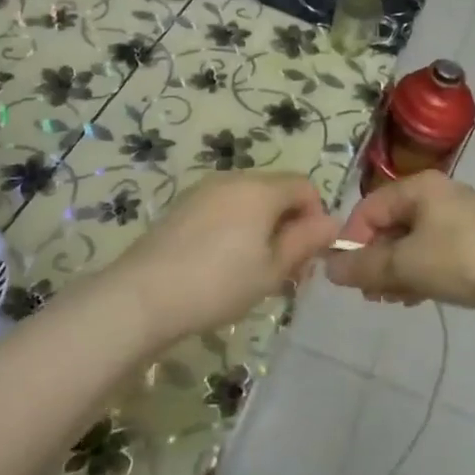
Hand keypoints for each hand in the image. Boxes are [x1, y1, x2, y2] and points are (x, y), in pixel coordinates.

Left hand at [104, 173, 338, 344]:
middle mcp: (233, 179)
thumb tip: (332, 222)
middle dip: (289, 224)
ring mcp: (203, 190)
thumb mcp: (272, 270)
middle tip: (285, 270)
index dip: (316, 216)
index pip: (304, 186)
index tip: (309, 255)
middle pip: (276, 191)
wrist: (142, 296)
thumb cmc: (219, 284)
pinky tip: (222, 265)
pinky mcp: (182, 206)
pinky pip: (223, 208)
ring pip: (249, 201)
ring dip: (262, 227)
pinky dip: (235, 228)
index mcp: (261, 189)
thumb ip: (305, 242)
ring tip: (254, 271)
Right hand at [328, 171, 474, 327]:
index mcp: (419, 187)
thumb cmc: (462, 260)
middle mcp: (438, 194)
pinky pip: (433, 252)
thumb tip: (329, 268)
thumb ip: (365, 267)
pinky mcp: (474, 240)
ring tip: (392, 300)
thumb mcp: (407, 265)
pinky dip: (419, 272)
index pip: (369, 207)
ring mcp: (459, 217)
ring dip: (395, 270)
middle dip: (375, 259)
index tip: (347, 277)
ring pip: (412, 241)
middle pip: (391, 224)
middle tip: (370, 294)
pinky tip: (417, 298)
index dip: (352, 240)